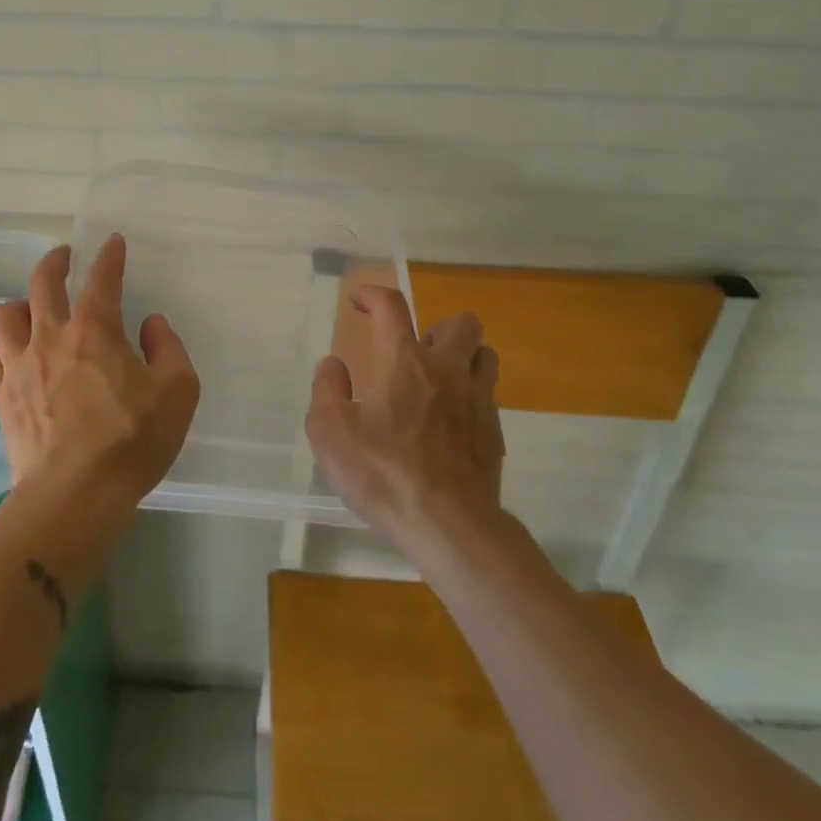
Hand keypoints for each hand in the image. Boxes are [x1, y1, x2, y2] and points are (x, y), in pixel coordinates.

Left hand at [0, 234, 200, 512]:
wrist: (74, 496)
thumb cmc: (131, 440)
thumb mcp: (177, 391)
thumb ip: (168, 348)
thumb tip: (151, 324)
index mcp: (95, 330)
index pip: (102, 278)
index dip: (109, 256)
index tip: (112, 242)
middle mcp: (51, 337)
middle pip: (42, 283)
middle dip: (55, 262)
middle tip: (64, 257)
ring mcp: (19, 367)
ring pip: (5, 316)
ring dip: (20, 305)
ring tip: (33, 311)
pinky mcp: (1, 398)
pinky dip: (2, 348)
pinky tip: (13, 356)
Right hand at [306, 286, 504, 548]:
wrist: (449, 527)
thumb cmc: (383, 474)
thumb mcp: (329, 432)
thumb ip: (326, 390)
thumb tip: (334, 365)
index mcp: (405, 362)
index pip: (392, 306)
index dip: (372, 294)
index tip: (358, 300)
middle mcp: (447, 370)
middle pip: (462, 323)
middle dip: (437, 326)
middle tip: (413, 352)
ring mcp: (478, 401)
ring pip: (485, 354)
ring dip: (463, 356)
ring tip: (438, 379)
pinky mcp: (494, 432)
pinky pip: (488, 395)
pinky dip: (470, 395)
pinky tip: (449, 423)